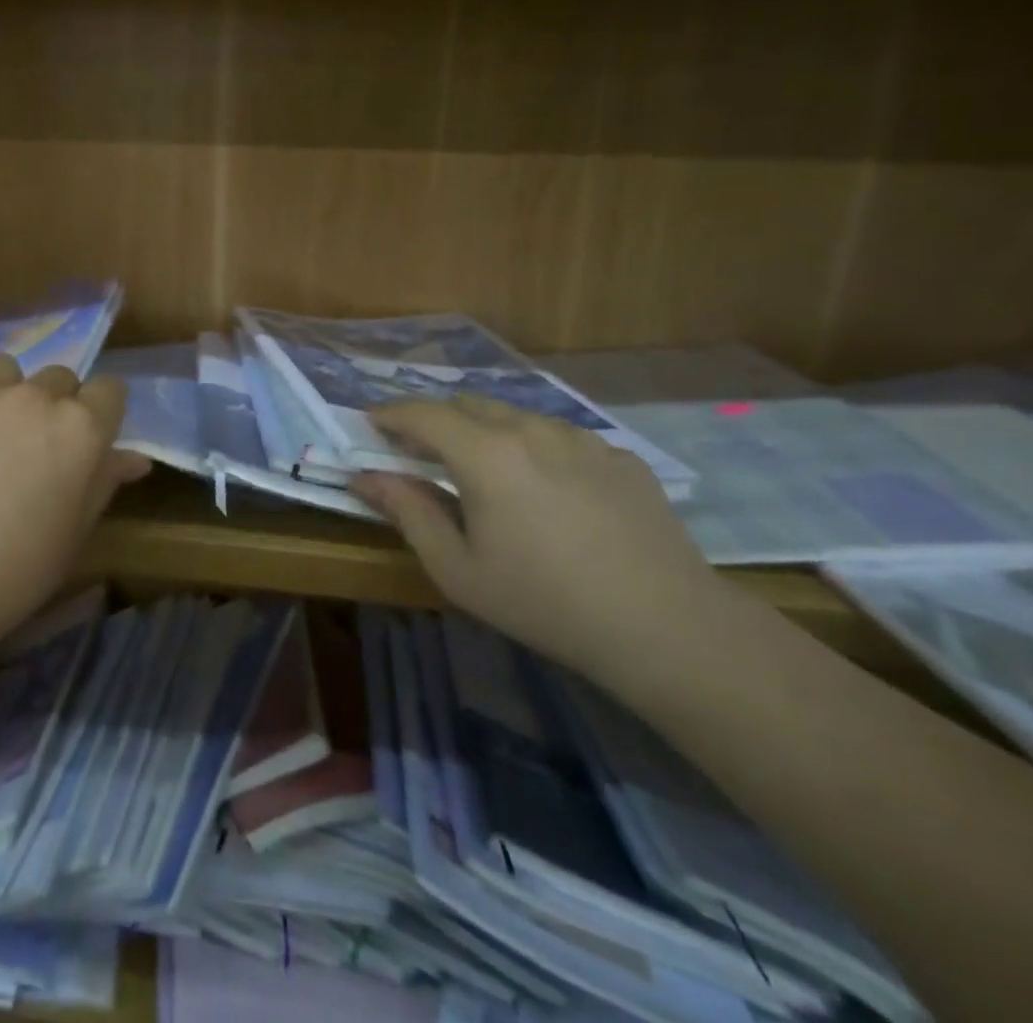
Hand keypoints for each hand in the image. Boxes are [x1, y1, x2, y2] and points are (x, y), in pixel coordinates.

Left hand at [0, 356, 149, 631]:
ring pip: (14, 372)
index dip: (104, 413)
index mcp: (83, 428)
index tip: (92, 441)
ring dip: (16, 394)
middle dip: (60, 405)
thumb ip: (104, 481)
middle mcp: (39, 398)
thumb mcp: (75, 530)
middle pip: (63, 378)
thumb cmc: (17, 568)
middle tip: (41, 449)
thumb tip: (134, 459)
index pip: (110, 389)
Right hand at [353, 397, 731, 683]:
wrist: (666, 626)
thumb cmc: (544, 601)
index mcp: (485, 453)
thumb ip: (408, 512)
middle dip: (436, 421)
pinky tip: (547, 492)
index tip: (370, 424)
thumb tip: (365, 478)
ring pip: (516, 417)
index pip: (422, 414)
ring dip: (486, 432)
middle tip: (421, 452)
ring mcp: (581, 438)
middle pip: (468, 405)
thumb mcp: (458, 569)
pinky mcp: (619, 456)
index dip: (390, 414)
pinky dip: (535, 449)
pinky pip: (561, 438)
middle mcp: (531, 429)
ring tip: (485, 471)